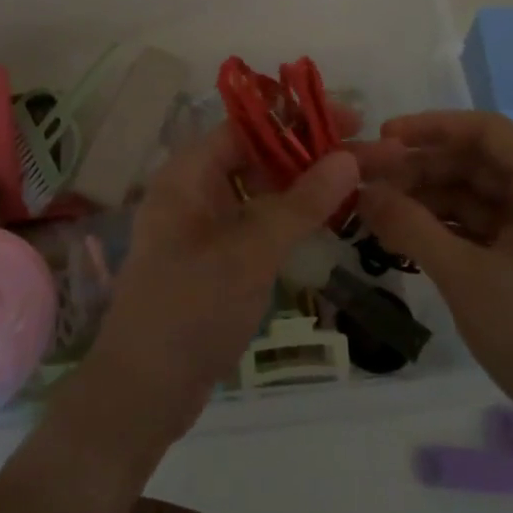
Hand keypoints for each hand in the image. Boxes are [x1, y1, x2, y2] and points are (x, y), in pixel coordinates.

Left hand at [78, 122, 360, 453]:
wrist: (143, 393)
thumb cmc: (190, 310)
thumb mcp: (249, 253)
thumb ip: (300, 204)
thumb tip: (347, 157)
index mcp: (188, 174)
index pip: (248, 126)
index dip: (299, 119)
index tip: (351, 121)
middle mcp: (195, 191)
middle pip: (260, 156)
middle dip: (312, 154)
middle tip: (369, 155)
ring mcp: (204, 226)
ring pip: (262, 191)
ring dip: (306, 187)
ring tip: (359, 185)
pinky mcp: (216, 259)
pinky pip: (258, 223)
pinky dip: (291, 219)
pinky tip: (329, 221)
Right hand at [354, 112, 512, 457]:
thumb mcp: (465, 276)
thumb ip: (410, 226)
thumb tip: (363, 191)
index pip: (485, 131)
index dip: (431, 127)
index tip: (383, 138)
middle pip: (475, 164)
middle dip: (421, 169)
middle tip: (368, 181)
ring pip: (474, 198)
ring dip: (427, 200)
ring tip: (376, 211)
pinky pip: (479, 231)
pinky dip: (443, 230)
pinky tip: (404, 238)